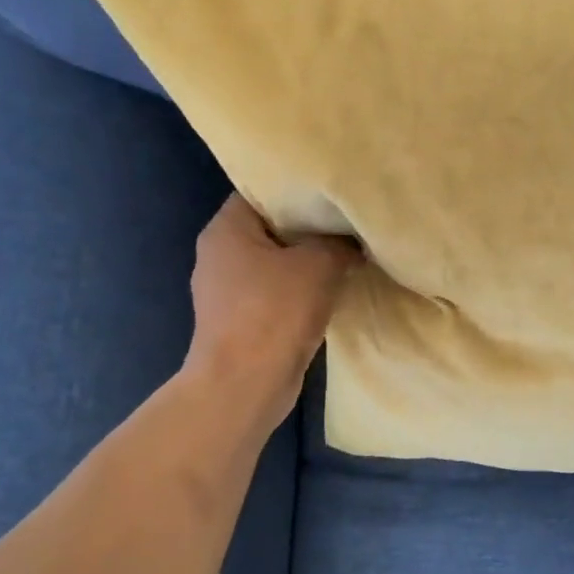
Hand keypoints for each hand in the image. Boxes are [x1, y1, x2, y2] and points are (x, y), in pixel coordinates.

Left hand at [184, 194, 359, 424]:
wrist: (246, 384)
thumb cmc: (275, 313)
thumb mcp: (319, 265)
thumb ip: (340, 244)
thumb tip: (353, 243)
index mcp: (226, 230)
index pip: (261, 191)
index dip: (297, 189)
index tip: (332, 192)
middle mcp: (220, 255)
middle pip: (271, 228)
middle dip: (310, 228)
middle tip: (349, 223)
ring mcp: (229, 291)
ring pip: (277, 263)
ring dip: (309, 263)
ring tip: (349, 255)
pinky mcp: (243, 321)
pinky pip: (278, 294)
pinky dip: (302, 292)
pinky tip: (333, 292)